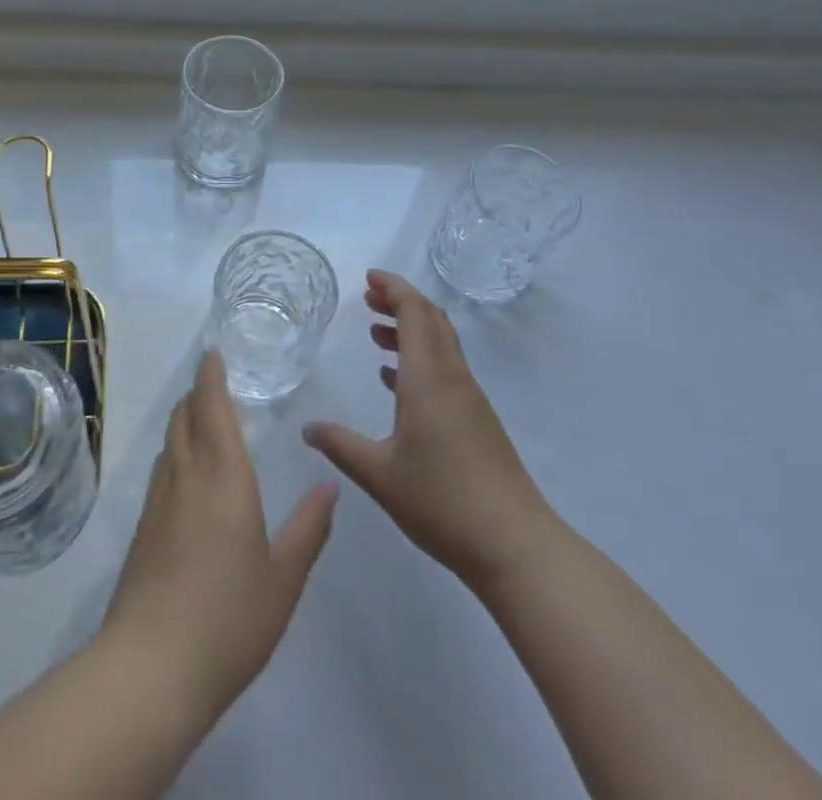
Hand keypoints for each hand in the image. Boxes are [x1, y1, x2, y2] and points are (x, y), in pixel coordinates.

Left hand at [100, 350, 337, 718]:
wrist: (151, 667)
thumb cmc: (228, 617)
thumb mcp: (284, 577)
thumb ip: (309, 527)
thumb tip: (329, 484)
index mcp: (222, 475)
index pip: (212, 406)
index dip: (212, 376)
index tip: (214, 352)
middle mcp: (186, 474)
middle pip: (184, 414)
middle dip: (197, 391)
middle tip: (216, 381)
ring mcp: (158, 500)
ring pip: (170, 440)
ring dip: (185, 418)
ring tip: (205, 417)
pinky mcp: (143, 527)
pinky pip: (162, 467)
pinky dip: (177, 449)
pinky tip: (189, 472)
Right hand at [303, 270, 551, 590]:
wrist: (514, 544)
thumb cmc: (442, 501)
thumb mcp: (379, 474)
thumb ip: (340, 446)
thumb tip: (307, 428)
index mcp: (428, 378)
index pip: (415, 313)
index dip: (393, 289)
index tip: (369, 278)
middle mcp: (452, 378)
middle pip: (431, 320)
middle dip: (400, 301)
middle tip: (368, 298)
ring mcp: (469, 399)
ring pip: (440, 344)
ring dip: (410, 330)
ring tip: (376, 335)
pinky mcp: (477, 420)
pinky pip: (446, 370)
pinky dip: (420, 359)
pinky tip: (396, 381)